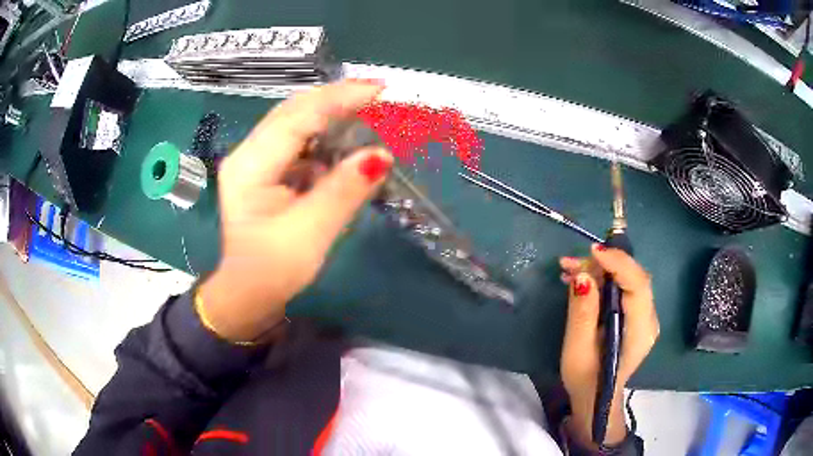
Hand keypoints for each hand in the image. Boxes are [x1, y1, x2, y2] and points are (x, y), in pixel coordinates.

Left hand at [198, 80, 392, 342]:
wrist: (248, 291)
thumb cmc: (272, 270)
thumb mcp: (310, 234)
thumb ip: (343, 192)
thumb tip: (381, 156)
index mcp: (250, 166)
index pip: (297, 117)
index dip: (339, 99)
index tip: (379, 89)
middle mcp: (248, 153)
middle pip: (294, 110)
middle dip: (337, 98)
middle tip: (379, 93)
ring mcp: (256, 158)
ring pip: (297, 121)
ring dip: (333, 114)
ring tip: (370, 111)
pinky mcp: (267, 168)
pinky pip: (299, 140)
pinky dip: (326, 135)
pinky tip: (348, 139)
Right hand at [558, 244, 658, 446]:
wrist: (596, 397)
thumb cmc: (586, 379)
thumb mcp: (578, 350)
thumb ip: (583, 313)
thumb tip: (583, 275)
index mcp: (640, 330)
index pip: (638, 285)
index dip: (618, 263)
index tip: (592, 252)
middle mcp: (649, 318)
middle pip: (632, 277)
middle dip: (602, 264)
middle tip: (570, 263)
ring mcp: (644, 315)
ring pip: (627, 279)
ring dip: (599, 270)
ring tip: (569, 269)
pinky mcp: (636, 314)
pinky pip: (623, 287)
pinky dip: (603, 279)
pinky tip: (580, 280)